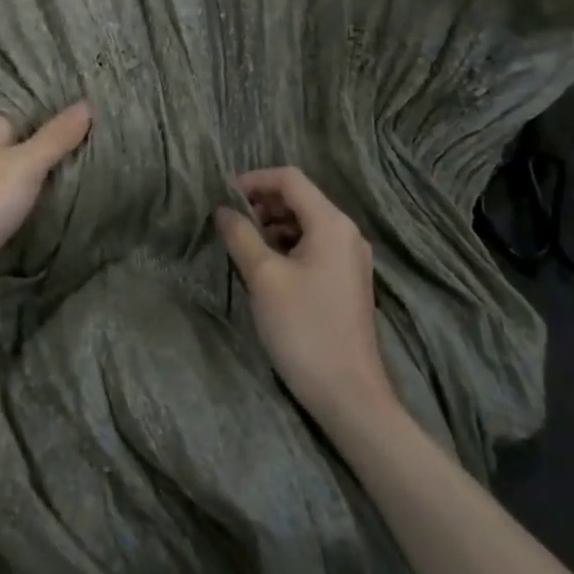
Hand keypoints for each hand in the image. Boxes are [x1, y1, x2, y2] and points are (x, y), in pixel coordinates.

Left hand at [0, 102, 91, 322]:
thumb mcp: (25, 164)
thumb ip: (57, 136)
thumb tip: (89, 102)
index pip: (39, 111)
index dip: (69, 117)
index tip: (107, 119)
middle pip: (36, 142)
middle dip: (66, 147)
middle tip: (112, 146)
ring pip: (31, 171)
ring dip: (57, 175)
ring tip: (102, 169)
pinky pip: (24, 195)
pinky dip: (43, 197)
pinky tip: (70, 197)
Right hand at [215, 168, 395, 417]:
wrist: (350, 395)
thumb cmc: (304, 328)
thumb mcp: (263, 277)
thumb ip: (240, 235)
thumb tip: (222, 210)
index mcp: (331, 224)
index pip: (290, 179)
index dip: (253, 180)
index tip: (222, 196)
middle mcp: (346, 233)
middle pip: (300, 198)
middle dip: (261, 202)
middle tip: (229, 220)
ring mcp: (350, 259)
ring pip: (305, 223)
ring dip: (272, 224)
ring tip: (242, 242)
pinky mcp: (347, 281)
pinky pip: (313, 246)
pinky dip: (286, 244)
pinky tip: (265, 265)